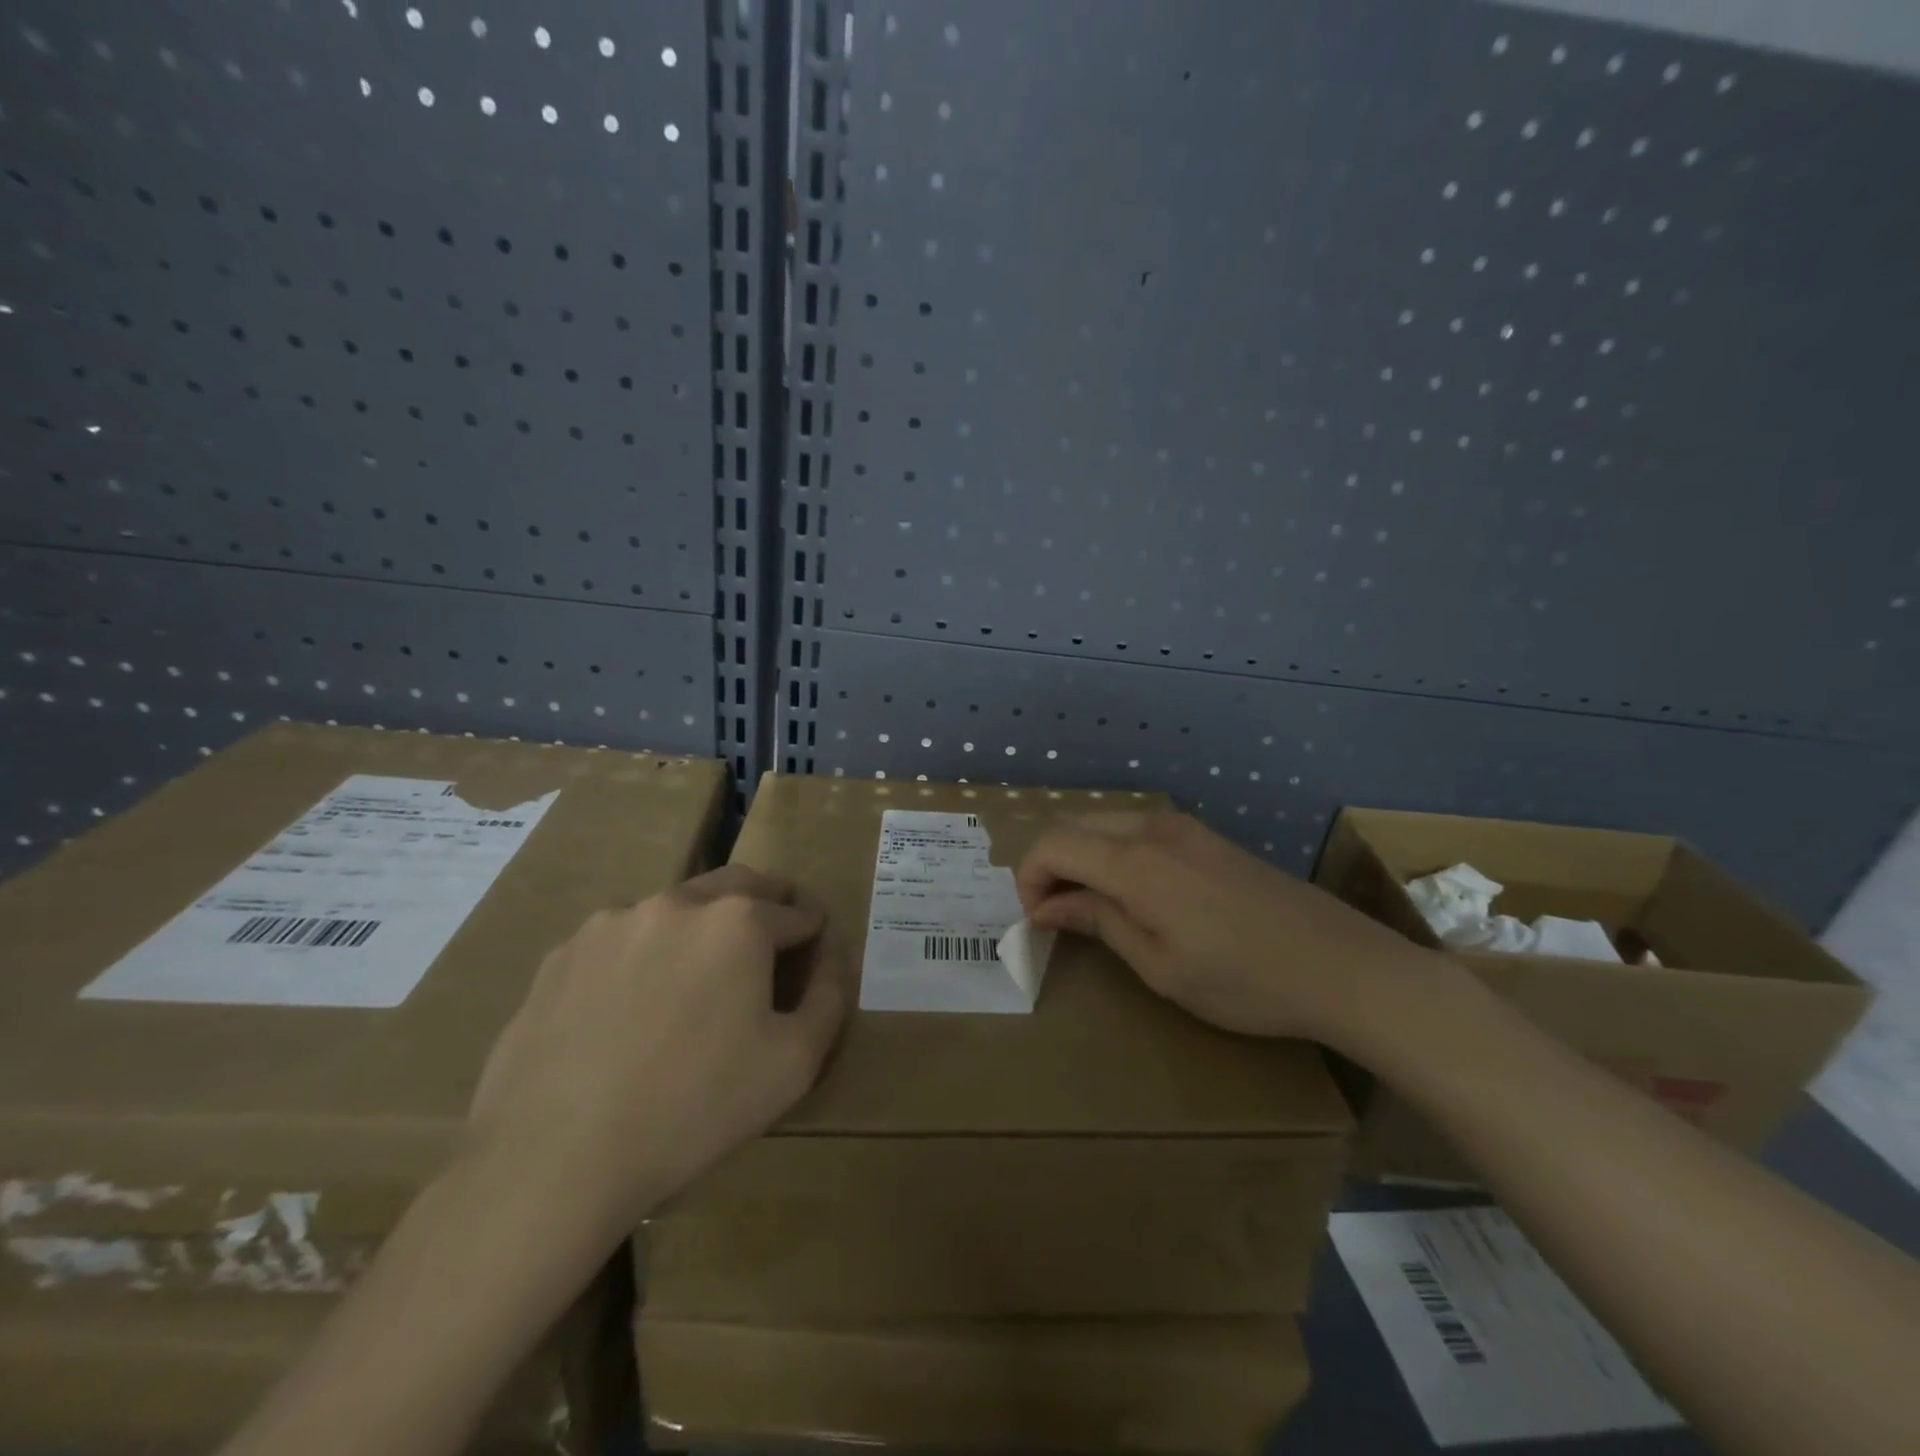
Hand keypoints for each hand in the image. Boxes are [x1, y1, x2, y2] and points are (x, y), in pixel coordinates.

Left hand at [465, 866, 849, 1237]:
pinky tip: (633, 1004)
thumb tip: (833, 957)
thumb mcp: (793, 1063)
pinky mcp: (563, 954)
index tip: (816, 939)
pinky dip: (644, 953)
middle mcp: (677, 903)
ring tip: (698, 972)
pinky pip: (621, 940)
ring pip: (675, 908)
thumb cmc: (694, 1108)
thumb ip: (828, 998)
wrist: (555, 1158)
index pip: (794, 911)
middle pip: (737, 885)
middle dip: (765, 900)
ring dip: (700, 925)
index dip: (812, 926)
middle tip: (773, 928)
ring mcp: (612, 923)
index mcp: (738, 921)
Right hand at [1016, 811, 1440, 1046]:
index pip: (1053, 844)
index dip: (1030, 878)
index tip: (1038, 920)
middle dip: (1051, 864)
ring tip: (1092, 906)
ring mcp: (1184, 827)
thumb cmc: (1243, 980)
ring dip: (1083, 856)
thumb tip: (1048, 906)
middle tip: (1057, 915)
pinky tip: (1134, 892)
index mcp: (1135, 862)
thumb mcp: (1159, 966)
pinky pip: (1138, 829)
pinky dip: (1114, 852)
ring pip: (1105, 823)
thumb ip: (1098, 922)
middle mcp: (1154, 828)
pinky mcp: (1206, 836)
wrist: (1341, 966)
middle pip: (1074, 825)